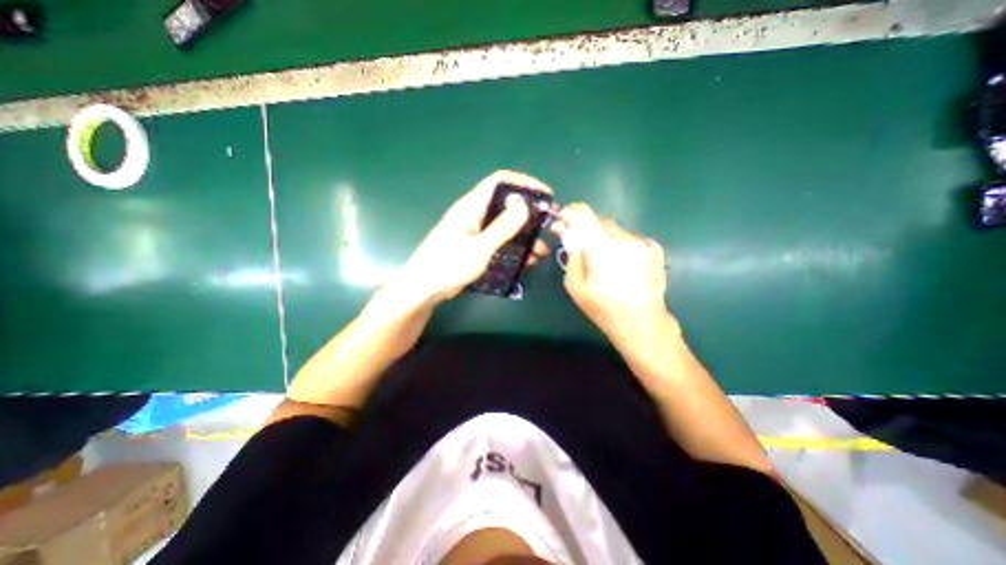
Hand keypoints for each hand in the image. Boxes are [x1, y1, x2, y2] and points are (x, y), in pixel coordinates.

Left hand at [395, 171, 548, 304]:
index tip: (545, 195)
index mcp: (472, 206)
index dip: (524, 183)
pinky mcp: (477, 247)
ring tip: (540, 253)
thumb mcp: (479, 247)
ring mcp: (476, 232)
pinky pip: (501, 243)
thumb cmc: (448, 265)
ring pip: (506, 227)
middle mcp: (475, 215)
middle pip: (507, 206)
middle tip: (548, 227)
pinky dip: (515, 249)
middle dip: (530, 216)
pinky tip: (526, 262)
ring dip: (525, 238)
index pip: (500, 182)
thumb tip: (524, 204)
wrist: (425, 288)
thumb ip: (502, 227)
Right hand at [554, 204, 670, 340]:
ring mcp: (643, 242)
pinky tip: (624, 267)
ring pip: (615, 231)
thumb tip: (570, 236)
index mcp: (601, 247)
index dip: (570, 214)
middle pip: (599, 222)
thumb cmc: (603, 308)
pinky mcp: (655, 248)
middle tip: (584, 251)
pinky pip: (630, 239)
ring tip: (607, 264)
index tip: (563, 224)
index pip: (583, 213)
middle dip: (588, 232)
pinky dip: (622, 246)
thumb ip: (572, 256)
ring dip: (605, 240)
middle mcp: (624, 238)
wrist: (642, 323)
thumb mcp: (575, 286)